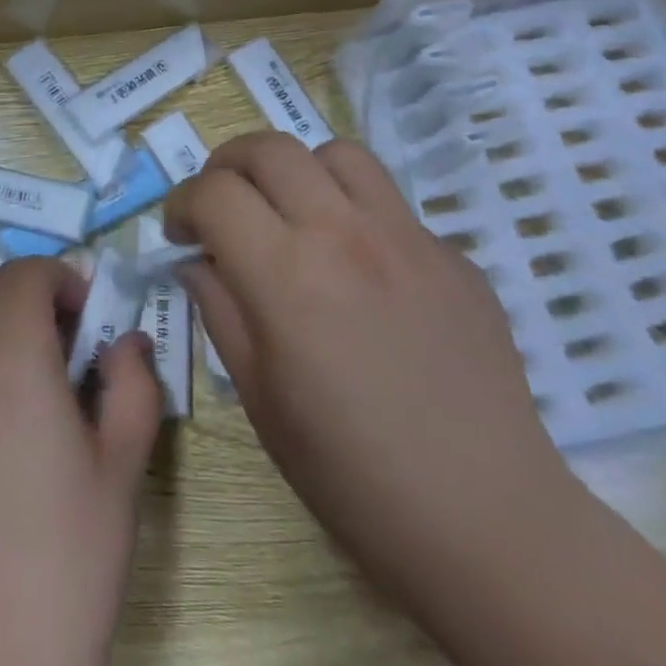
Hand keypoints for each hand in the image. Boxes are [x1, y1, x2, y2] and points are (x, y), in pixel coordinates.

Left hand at [0, 258, 162, 665]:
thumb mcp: (123, 473)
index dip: (57, 278)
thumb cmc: (66, 571)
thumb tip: (126, 342)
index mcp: (7, 364)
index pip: (22, 274)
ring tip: (0, 385)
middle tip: (41, 342)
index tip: (81, 314)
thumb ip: (133, 386)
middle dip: (6, 294)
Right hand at [167, 132, 574, 598]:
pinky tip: (358, 265)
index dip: (182, 202)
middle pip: (270, 148)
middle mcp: (345, 234)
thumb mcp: (259, 398)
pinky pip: (390, 202)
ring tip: (290, 211)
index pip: (215, 193)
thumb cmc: (352, 474)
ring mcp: (407, 236)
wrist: (486, 518)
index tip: (179, 230)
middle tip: (221, 203)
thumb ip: (220, 310)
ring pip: (337, 152)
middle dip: (227, 164)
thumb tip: (197, 260)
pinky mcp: (451, 253)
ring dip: (296, 169)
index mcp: (287, 276)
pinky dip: (353, 210)